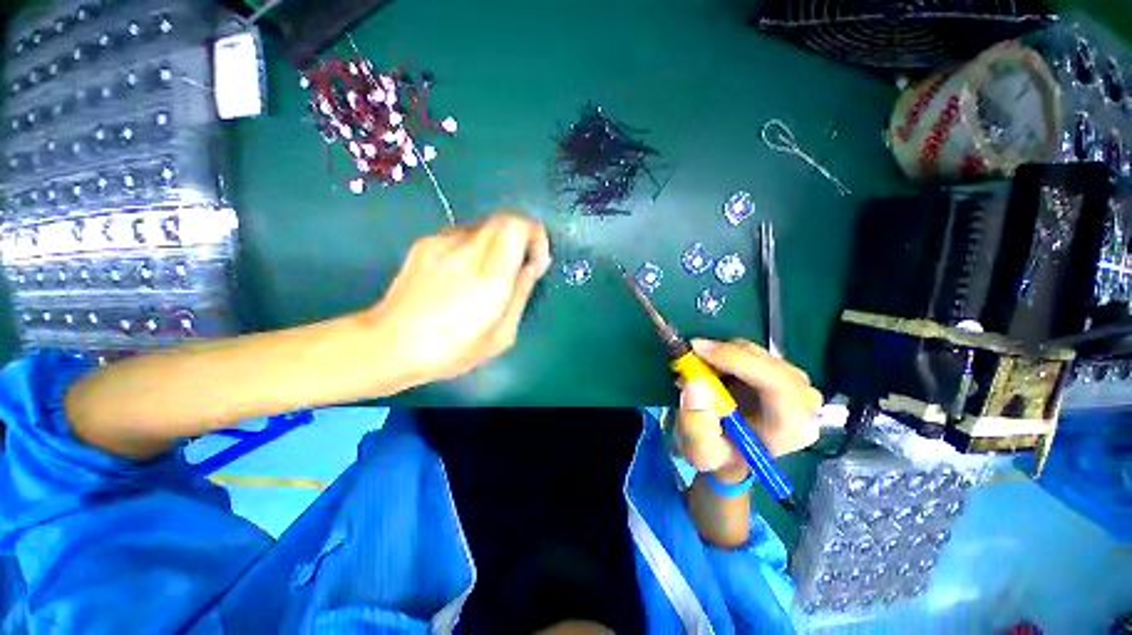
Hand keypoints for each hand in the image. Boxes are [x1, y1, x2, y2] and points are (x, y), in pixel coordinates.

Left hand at [368, 213, 551, 385]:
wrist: (389, 344)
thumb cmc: (452, 349)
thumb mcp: (501, 335)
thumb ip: (521, 293)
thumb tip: (534, 265)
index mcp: (490, 275)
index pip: (518, 226)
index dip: (535, 235)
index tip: (536, 260)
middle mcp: (466, 249)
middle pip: (504, 219)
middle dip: (520, 237)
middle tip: (517, 266)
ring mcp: (442, 242)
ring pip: (483, 227)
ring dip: (496, 244)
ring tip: (487, 275)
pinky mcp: (424, 243)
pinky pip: (461, 235)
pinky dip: (473, 248)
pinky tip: (461, 276)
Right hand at [675, 339, 821, 479]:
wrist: (730, 456)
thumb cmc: (720, 457)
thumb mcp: (700, 452)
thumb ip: (696, 425)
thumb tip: (694, 385)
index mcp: (792, 426)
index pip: (776, 382)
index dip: (737, 360)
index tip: (698, 350)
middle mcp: (803, 403)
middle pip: (767, 362)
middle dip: (724, 354)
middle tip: (690, 355)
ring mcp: (796, 386)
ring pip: (756, 353)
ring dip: (721, 354)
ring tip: (696, 370)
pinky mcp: (782, 374)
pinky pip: (751, 353)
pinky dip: (725, 354)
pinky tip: (710, 370)